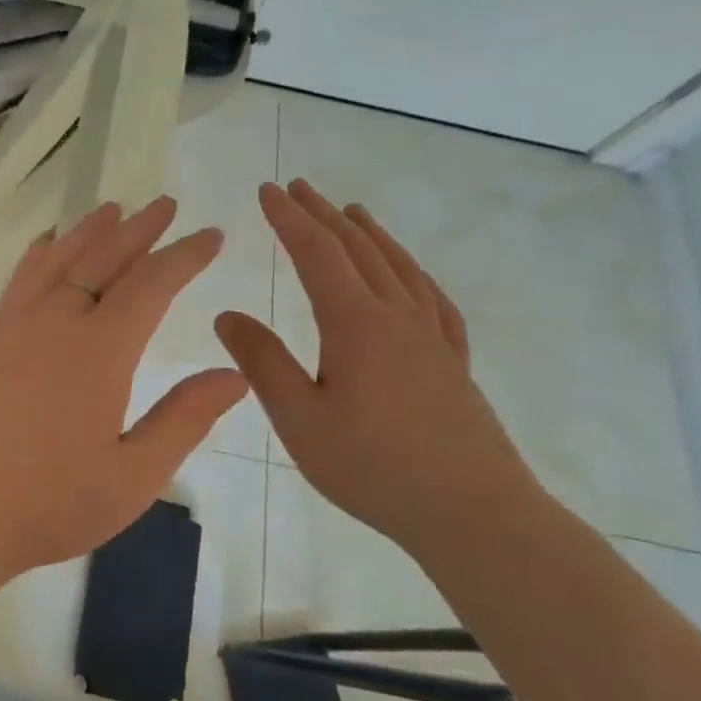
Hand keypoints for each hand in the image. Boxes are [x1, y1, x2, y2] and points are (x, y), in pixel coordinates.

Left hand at [0, 198, 247, 579]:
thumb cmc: (50, 504)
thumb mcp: (133, 476)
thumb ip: (184, 419)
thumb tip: (235, 373)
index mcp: (99, 352)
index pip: (151, 285)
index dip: (184, 256)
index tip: (211, 235)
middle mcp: (56, 324)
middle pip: (103, 259)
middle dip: (140, 229)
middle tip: (167, 204)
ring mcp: (14, 328)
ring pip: (58, 261)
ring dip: (90, 231)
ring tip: (114, 208)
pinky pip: (19, 280)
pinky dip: (40, 254)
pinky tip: (47, 244)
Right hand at [215, 180, 538, 552]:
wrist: (473, 512)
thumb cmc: (372, 466)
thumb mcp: (299, 418)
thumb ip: (262, 362)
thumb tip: (227, 315)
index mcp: (355, 324)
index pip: (316, 253)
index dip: (289, 218)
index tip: (267, 190)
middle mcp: (397, 317)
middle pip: (358, 250)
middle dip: (323, 215)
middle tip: (299, 188)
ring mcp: (433, 338)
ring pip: (398, 267)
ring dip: (370, 234)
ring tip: (352, 212)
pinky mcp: (454, 363)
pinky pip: (433, 300)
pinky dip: (413, 273)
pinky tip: (411, 276)